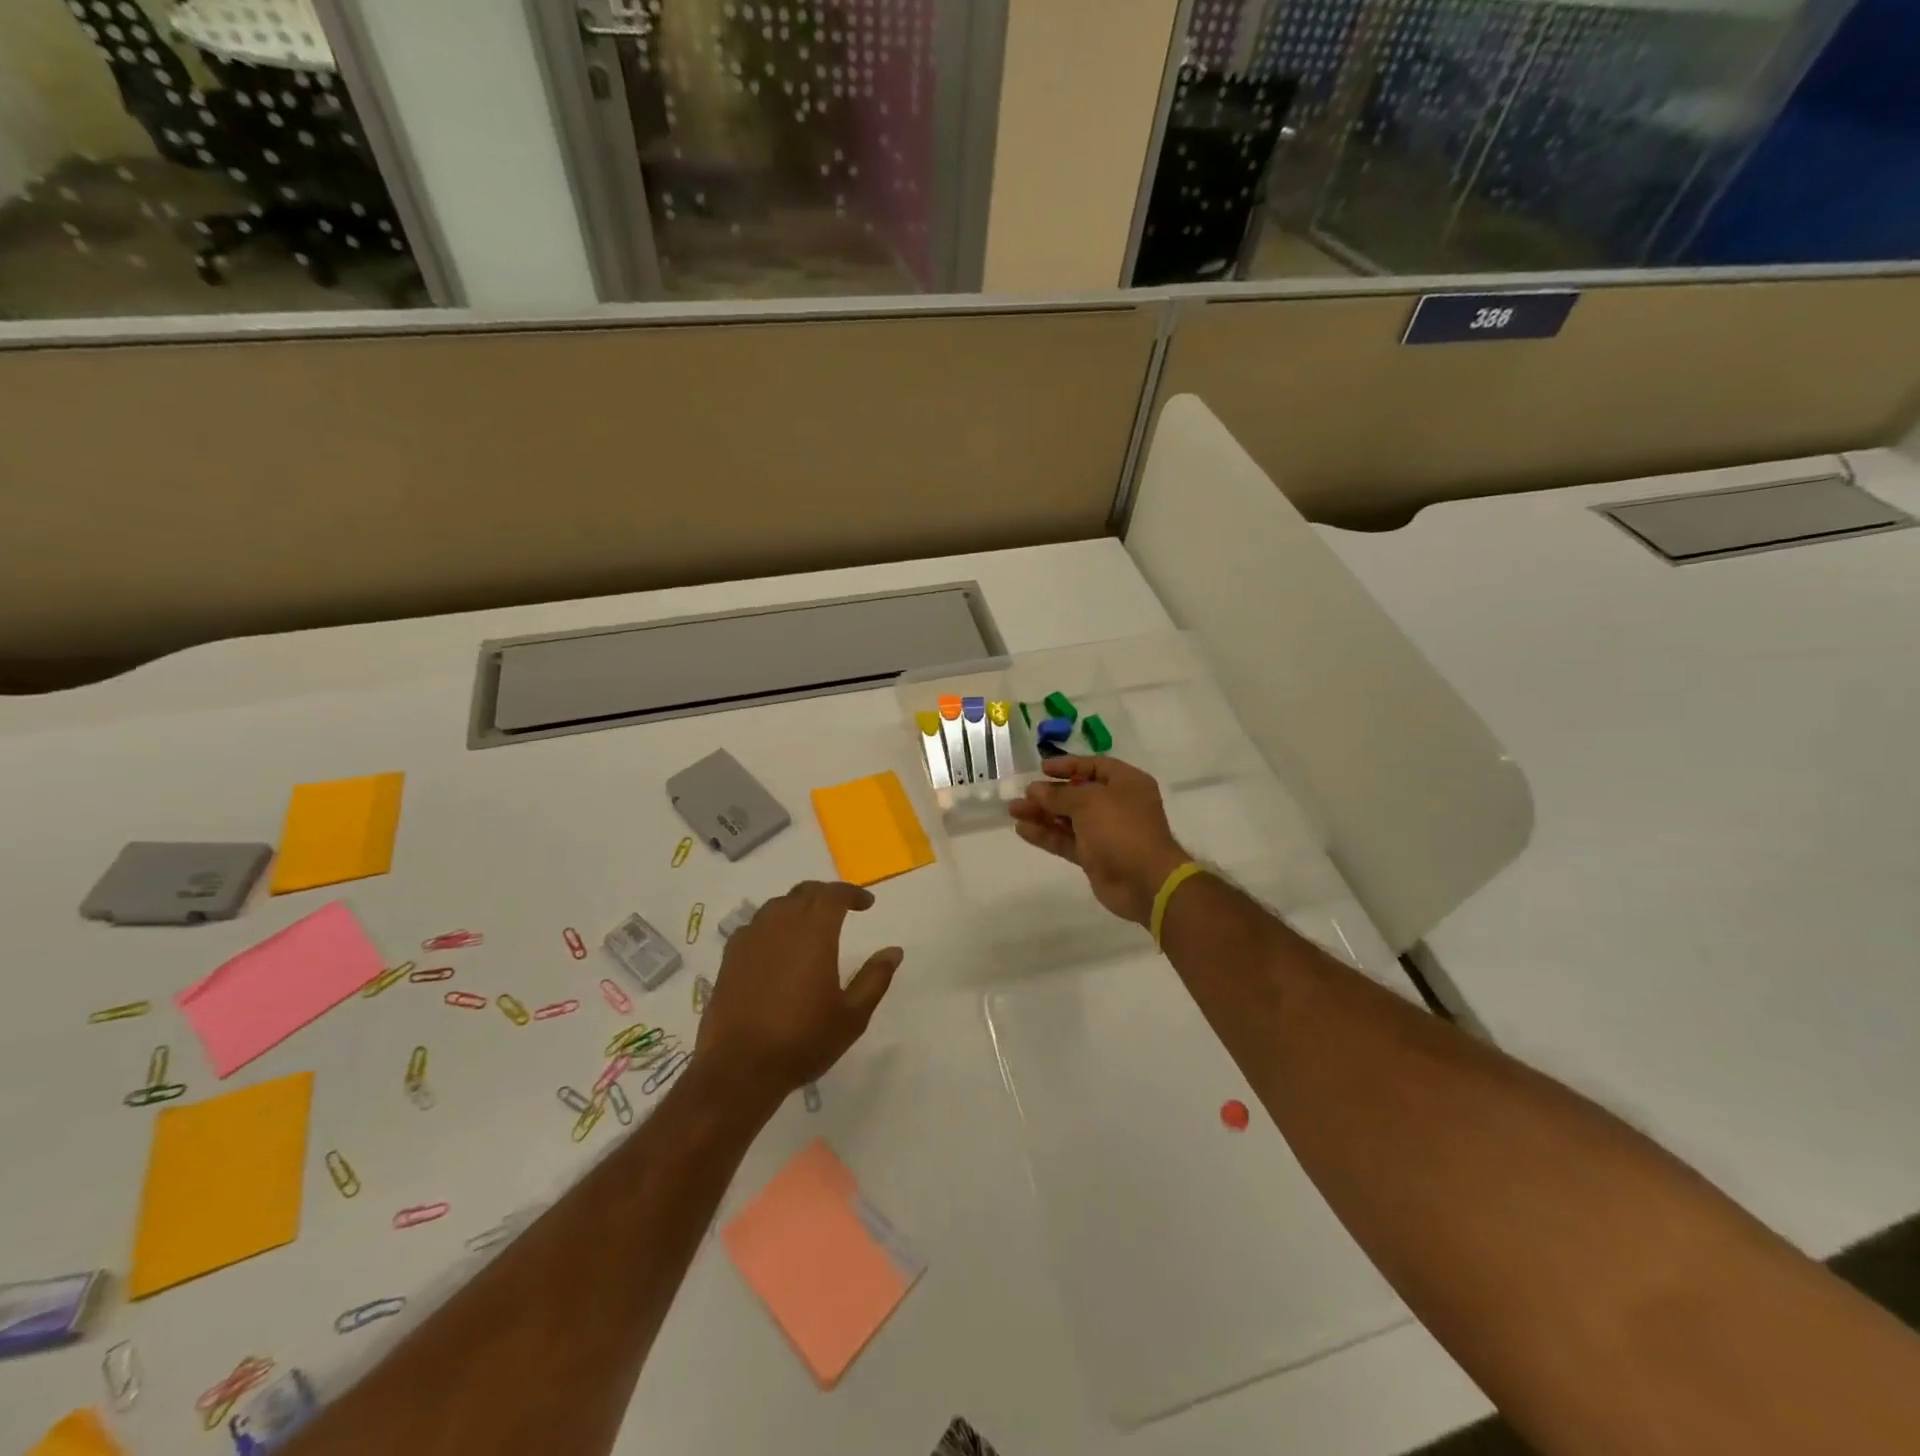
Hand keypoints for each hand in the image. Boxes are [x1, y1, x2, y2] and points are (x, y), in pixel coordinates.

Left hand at [695, 880, 901, 1106]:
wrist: (740, 1068)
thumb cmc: (803, 1040)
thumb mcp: (852, 1015)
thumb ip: (875, 978)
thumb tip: (894, 951)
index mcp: (814, 932)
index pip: (834, 894)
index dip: (852, 893)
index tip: (867, 904)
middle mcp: (780, 924)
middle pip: (805, 893)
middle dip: (826, 895)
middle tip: (842, 909)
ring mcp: (751, 938)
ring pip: (777, 906)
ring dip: (798, 907)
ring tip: (810, 926)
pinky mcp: (730, 957)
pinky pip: (755, 926)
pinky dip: (772, 926)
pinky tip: (776, 947)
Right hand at [1009, 757, 1190, 925]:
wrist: (1145, 881)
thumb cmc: (1121, 829)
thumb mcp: (1089, 802)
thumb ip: (1060, 794)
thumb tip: (1035, 790)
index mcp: (1126, 783)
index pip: (1094, 766)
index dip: (1068, 765)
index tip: (1042, 768)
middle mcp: (1117, 804)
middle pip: (1078, 793)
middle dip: (1049, 793)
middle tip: (1022, 794)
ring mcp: (1105, 832)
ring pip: (1068, 818)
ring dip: (1042, 814)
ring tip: (1014, 811)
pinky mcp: (1095, 856)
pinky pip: (1067, 840)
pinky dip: (1047, 834)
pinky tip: (1022, 830)